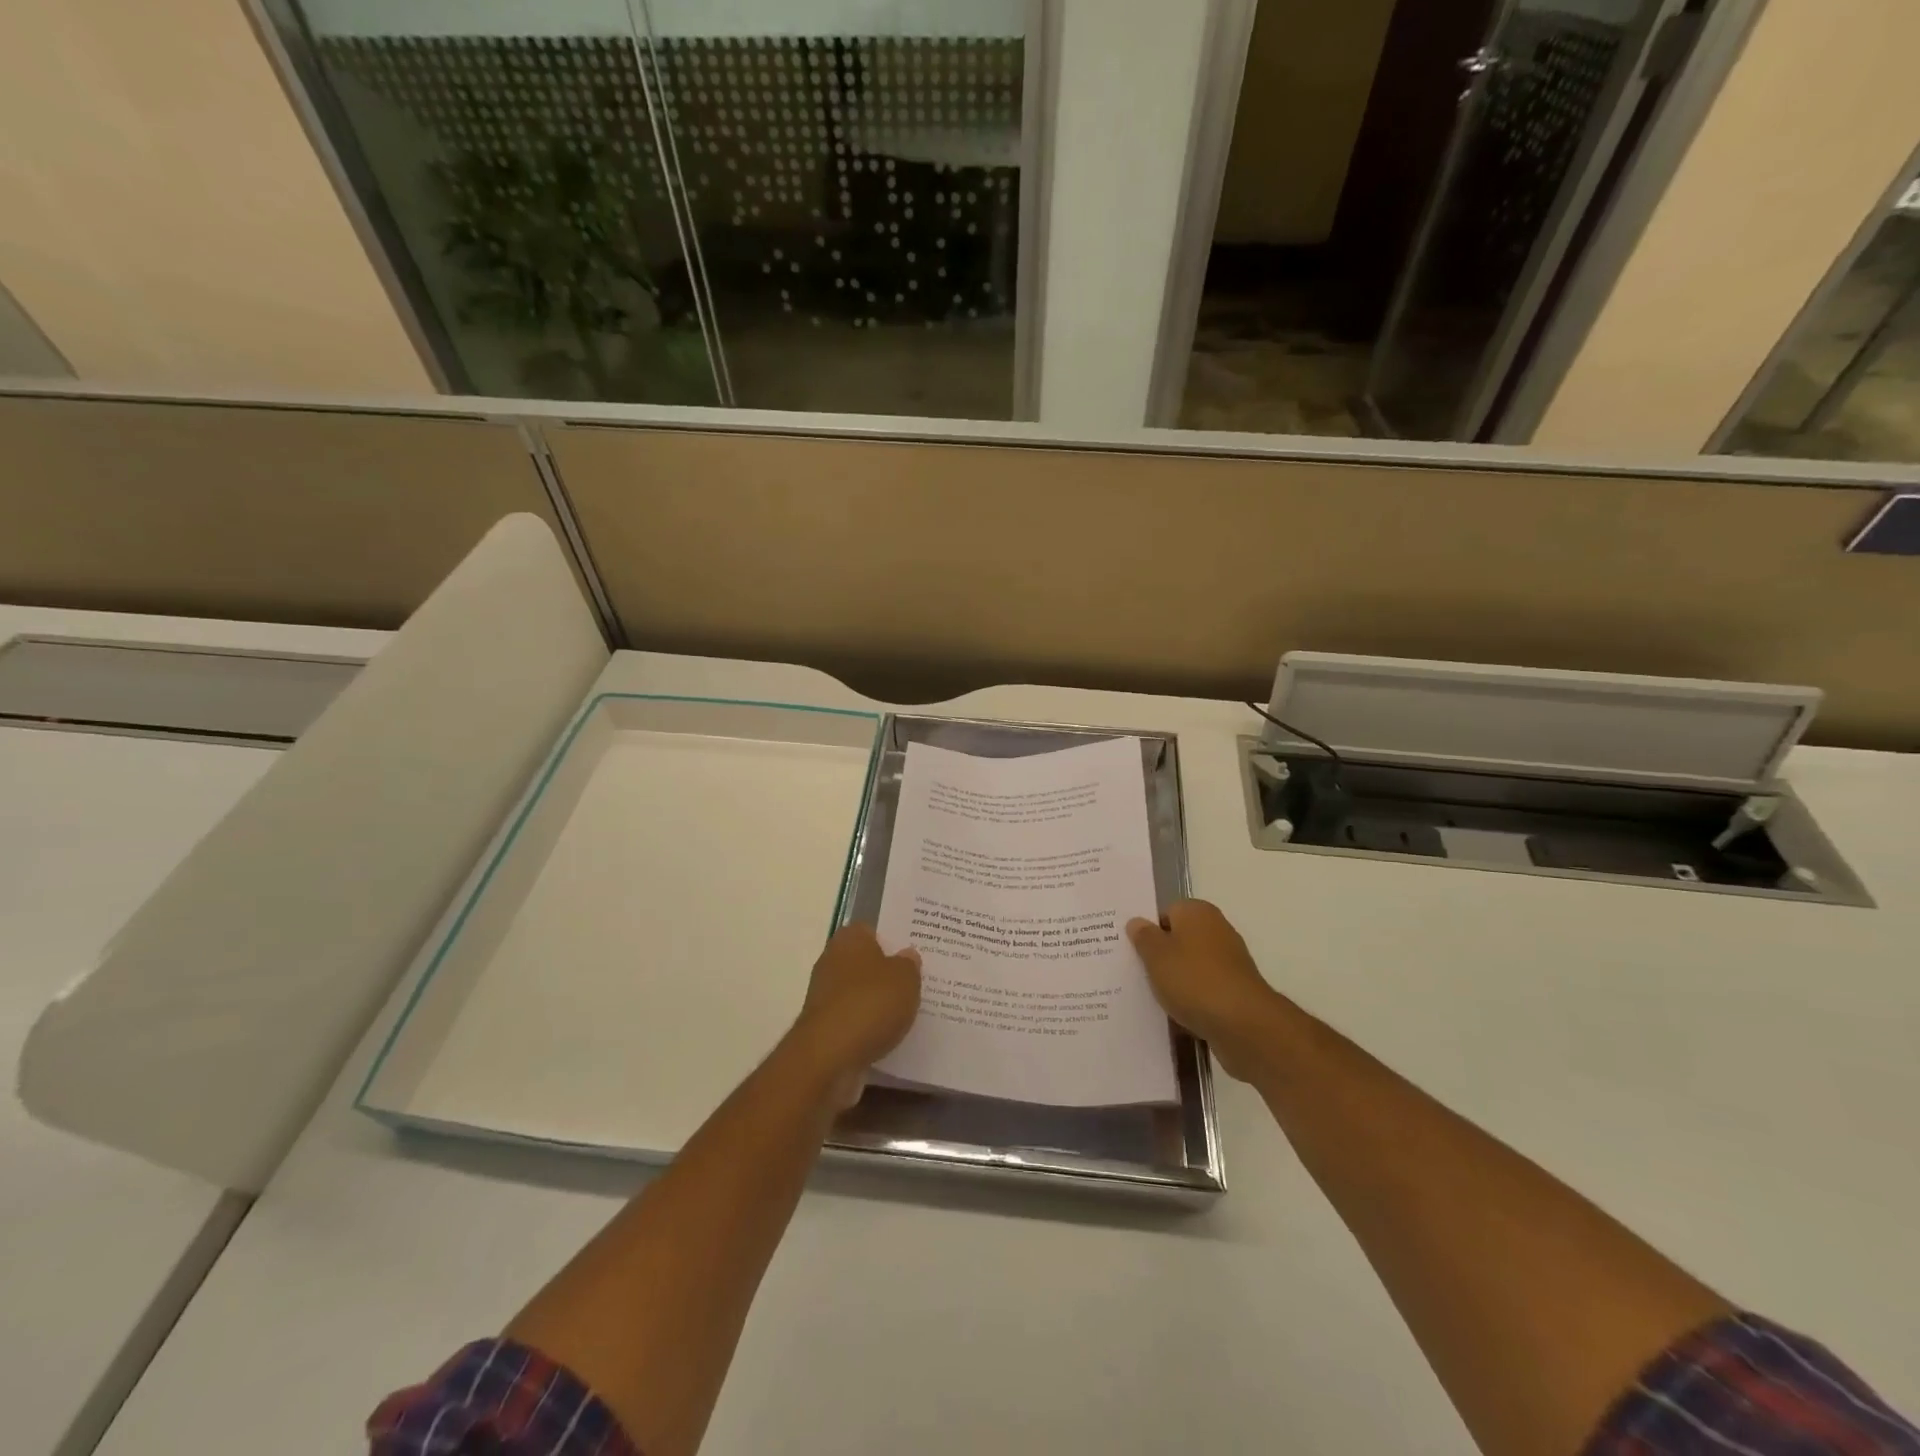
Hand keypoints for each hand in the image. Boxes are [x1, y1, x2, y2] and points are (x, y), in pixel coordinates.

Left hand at [787, 925, 920, 1106]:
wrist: (829, 1056)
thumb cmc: (870, 1004)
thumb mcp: (905, 978)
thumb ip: (909, 964)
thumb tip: (907, 955)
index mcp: (849, 939)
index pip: (872, 931)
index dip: (893, 940)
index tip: (915, 952)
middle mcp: (832, 962)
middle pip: (866, 963)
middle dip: (887, 973)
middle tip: (918, 981)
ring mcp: (825, 997)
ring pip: (861, 994)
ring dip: (879, 1003)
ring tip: (911, 1012)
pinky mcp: (825, 1029)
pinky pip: (856, 1022)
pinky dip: (870, 1028)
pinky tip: (892, 1036)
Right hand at [1127, 900, 1290, 1082]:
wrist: (1243, 1024)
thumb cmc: (1193, 979)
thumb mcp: (1156, 955)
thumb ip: (1143, 936)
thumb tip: (1137, 922)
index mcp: (1197, 912)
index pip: (1166, 912)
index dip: (1149, 931)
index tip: (1133, 951)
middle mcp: (1217, 930)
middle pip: (1179, 939)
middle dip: (1161, 957)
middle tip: (1138, 974)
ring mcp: (1230, 961)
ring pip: (1191, 967)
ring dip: (1175, 981)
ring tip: (1154, 998)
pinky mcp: (1236, 990)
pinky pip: (1204, 990)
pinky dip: (1192, 1000)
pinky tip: (1177, 1015)